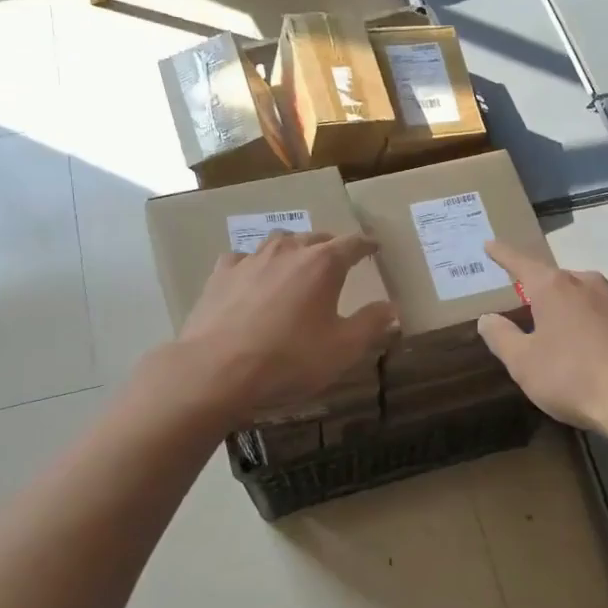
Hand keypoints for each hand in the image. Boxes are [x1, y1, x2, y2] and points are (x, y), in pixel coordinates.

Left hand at [176, 230, 398, 420]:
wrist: (217, 370)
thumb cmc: (289, 359)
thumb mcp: (343, 349)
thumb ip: (371, 324)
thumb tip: (391, 308)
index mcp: (323, 264)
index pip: (353, 243)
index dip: (367, 244)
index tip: (375, 246)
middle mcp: (288, 251)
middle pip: (315, 238)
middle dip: (331, 246)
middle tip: (339, 259)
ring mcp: (251, 259)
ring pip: (279, 242)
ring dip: (293, 250)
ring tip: (298, 264)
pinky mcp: (221, 274)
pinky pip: (244, 259)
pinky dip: (255, 265)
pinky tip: (253, 278)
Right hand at [477, 240, 607, 433]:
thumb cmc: (571, 377)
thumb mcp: (523, 362)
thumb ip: (501, 337)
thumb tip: (487, 318)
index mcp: (554, 287)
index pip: (520, 263)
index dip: (502, 254)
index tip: (489, 244)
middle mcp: (586, 284)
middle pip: (554, 279)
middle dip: (537, 288)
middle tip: (522, 301)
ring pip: (581, 296)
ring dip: (565, 307)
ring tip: (554, 329)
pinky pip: (602, 316)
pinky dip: (588, 325)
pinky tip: (586, 349)